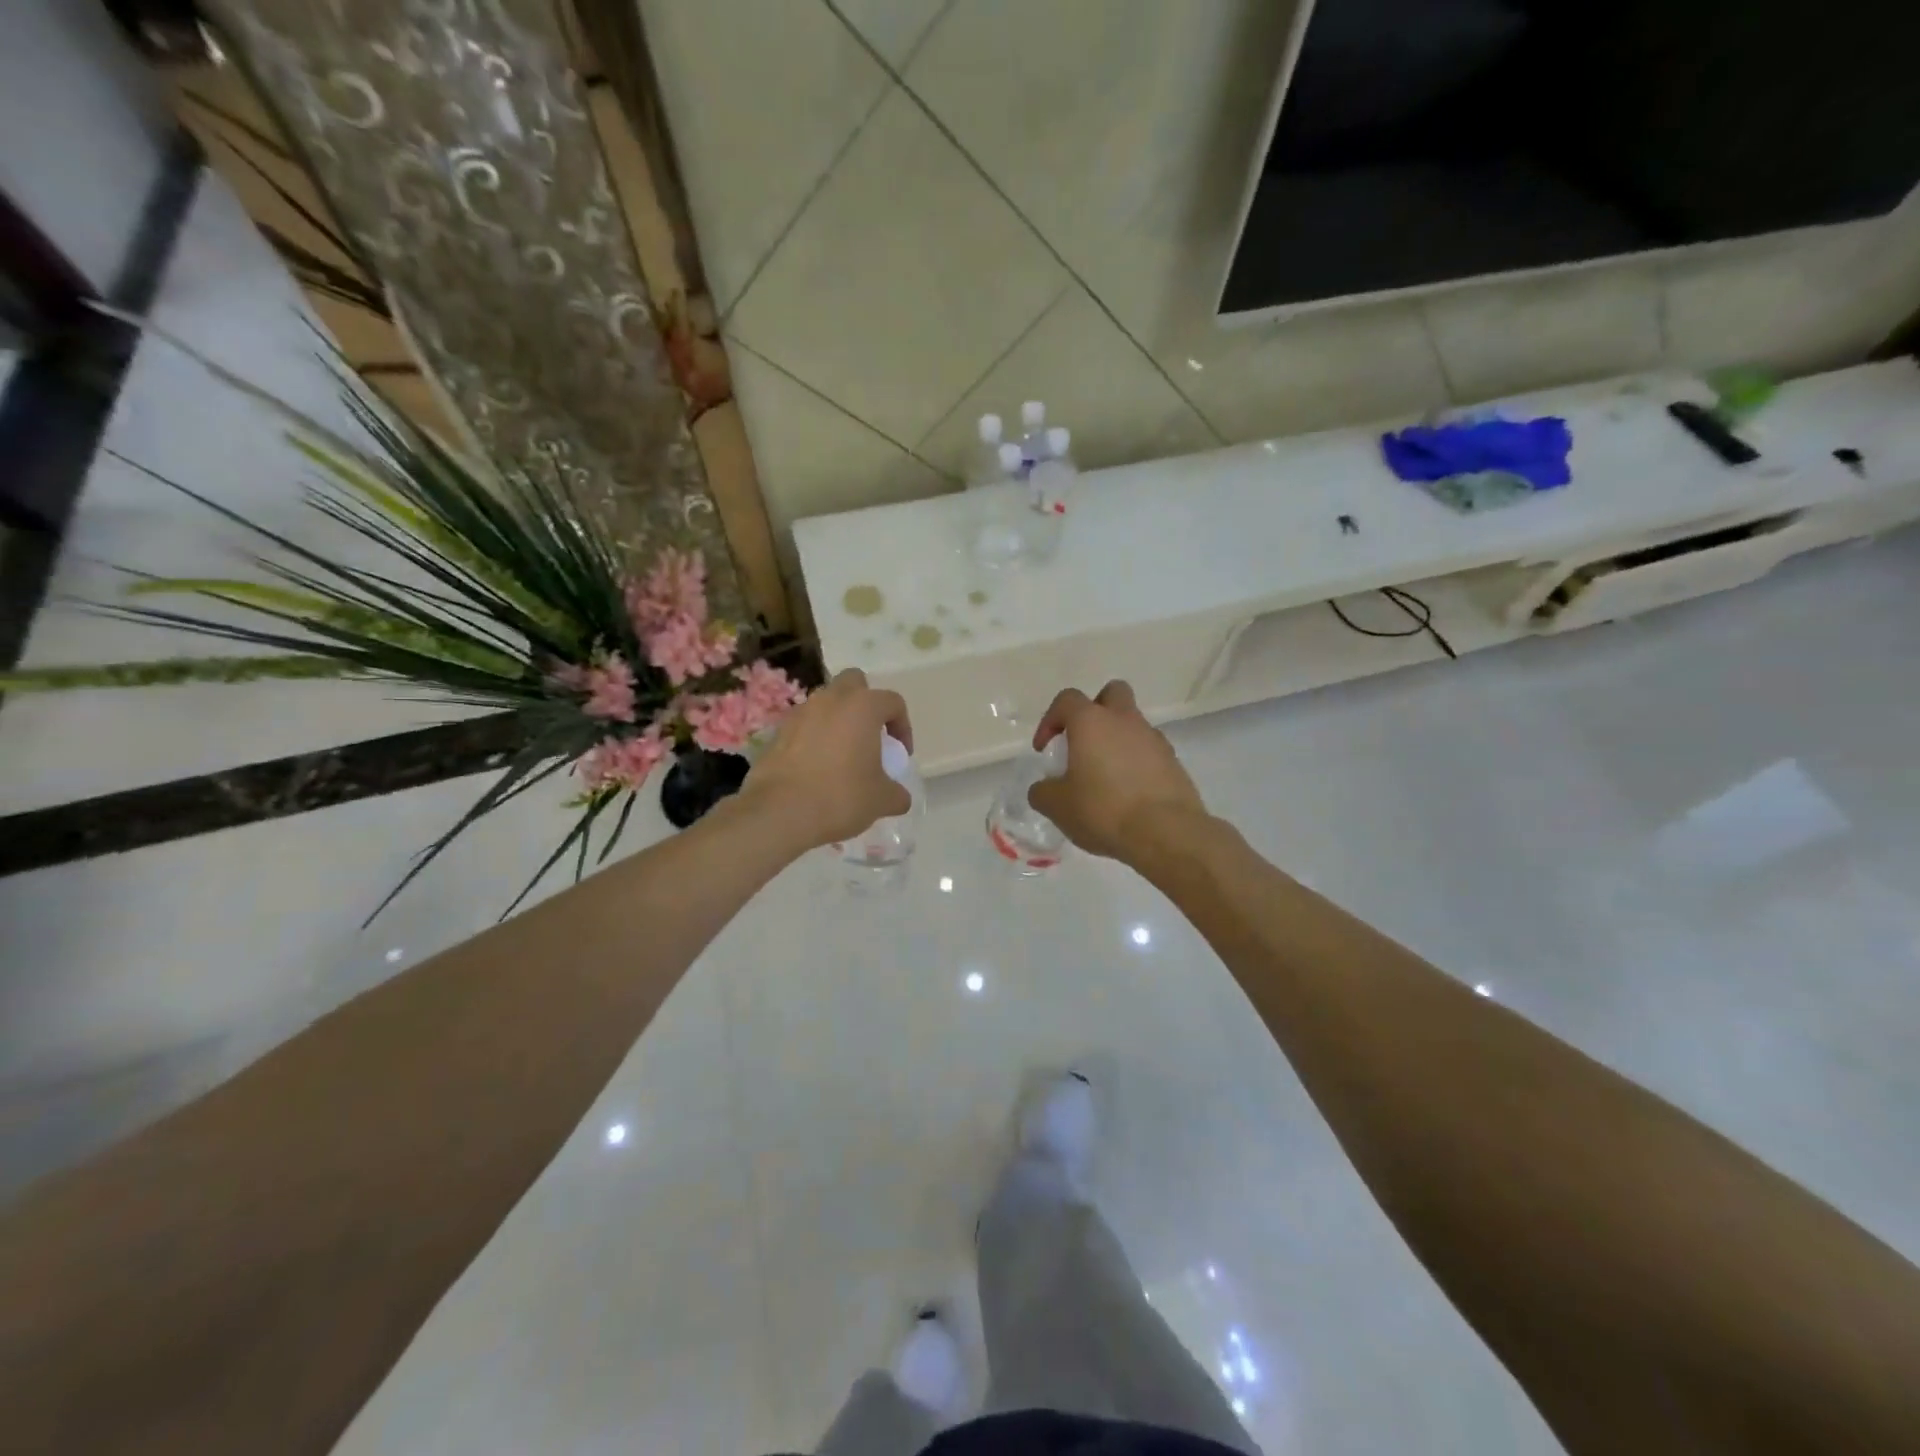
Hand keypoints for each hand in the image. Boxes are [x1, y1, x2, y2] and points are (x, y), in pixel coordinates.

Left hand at [741, 668, 913, 851]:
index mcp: (863, 707)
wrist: (780, 812)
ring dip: (837, 719)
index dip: (902, 726)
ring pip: (825, 702)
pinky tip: (816, 767)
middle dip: (865, 702)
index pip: (893, 702)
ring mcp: (800, 713)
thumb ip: (896, 793)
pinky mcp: (777, 732)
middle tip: (870, 735)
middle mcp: (831, 700)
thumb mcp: (881, 800)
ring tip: (842, 754)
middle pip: (854, 683)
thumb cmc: (841, 796)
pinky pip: (804, 725)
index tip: (900, 753)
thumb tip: (899, 797)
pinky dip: (814, 737)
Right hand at [1028, 680, 1209, 864]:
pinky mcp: (1174, 762)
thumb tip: (1044, 788)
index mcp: (1091, 721)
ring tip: (1105, 778)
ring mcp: (1154, 739)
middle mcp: (1125, 720)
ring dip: (1116, 741)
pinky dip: (1136, 764)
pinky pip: (1149, 752)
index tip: (1044, 749)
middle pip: (1112, 694)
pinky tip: (1128, 795)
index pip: (1067, 700)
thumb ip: (1042, 792)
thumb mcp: (1057, 806)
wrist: (1166, 833)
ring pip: (1132, 725)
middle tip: (1083, 742)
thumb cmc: (1103, 810)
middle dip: (1095, 710)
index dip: (1050, 720)